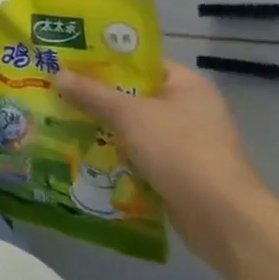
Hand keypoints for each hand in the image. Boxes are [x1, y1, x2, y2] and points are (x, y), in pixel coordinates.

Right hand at [55, 61, 278, 271]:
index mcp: (187, 85)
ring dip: (102, 127)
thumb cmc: (180, 151)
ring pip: (132, 127)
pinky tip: (81, 152)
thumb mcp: (129, 115)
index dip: (104, 60)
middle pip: (132, 95)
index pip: (140, 63)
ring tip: (60, 119)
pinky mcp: (177, 172)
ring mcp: (185, 143)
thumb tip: (57, 74)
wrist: (222, 219)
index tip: (69, 61)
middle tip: (56, 90)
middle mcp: (189, 109)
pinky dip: (114, 153)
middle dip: (96, 96)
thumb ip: (92, 94)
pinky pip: (137, 154)